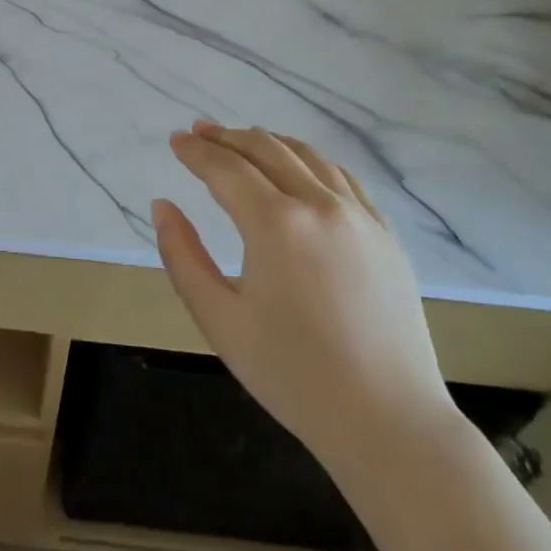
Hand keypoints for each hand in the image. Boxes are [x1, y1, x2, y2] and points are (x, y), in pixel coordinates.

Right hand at [152, 122, 458, 478]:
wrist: (388, 420)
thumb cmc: (291, 373)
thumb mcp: (218, 319)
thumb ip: (182, 256)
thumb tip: (162, 206)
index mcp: (276, 224)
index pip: (226, 168)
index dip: (196, 151)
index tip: (174, 139)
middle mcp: (320, 205)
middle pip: (267, 150)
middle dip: (227, 136)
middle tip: (199, 130)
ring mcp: (361, 217)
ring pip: (308, 157)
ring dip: (269, 142)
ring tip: (243, 140)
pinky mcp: (386, 235)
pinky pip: (344, 179)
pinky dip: (312, 161)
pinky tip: (300, 167)